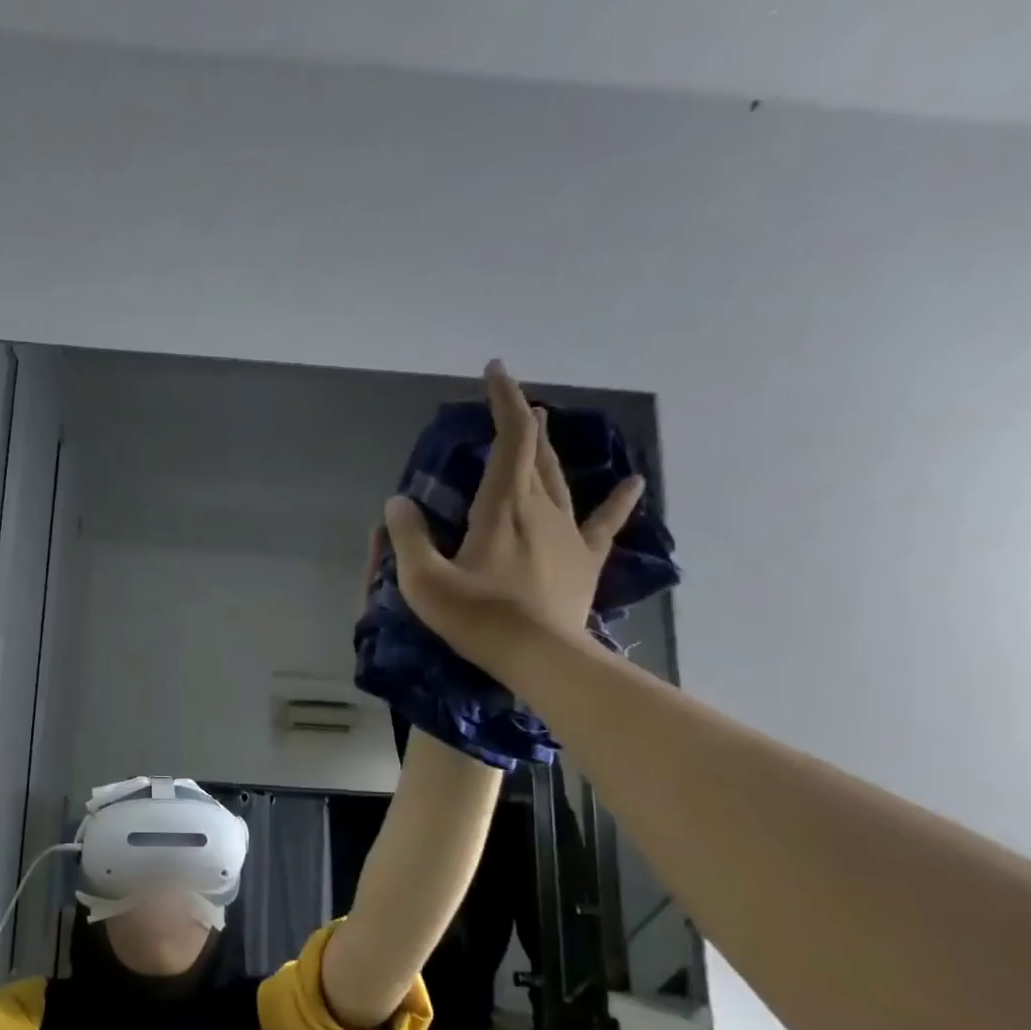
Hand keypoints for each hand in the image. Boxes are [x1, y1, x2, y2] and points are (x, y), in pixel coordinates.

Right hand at [383, 359, 643, 670]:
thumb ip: (408, 536)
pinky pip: (605, 523)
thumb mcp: (424, 581)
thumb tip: (398, 502)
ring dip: (549, 450)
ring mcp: (568, 532)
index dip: (504, 399)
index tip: (495, 371)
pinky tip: (632, 483)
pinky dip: (619, 501)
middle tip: (512, 405)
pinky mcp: (584, 559)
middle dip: (523, 422)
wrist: (540, 658)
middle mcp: (540, 507)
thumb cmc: (478, 618)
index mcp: (502, 505)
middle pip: (536, 452)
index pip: (510, 437)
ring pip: (560, 479)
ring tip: (544, 426)